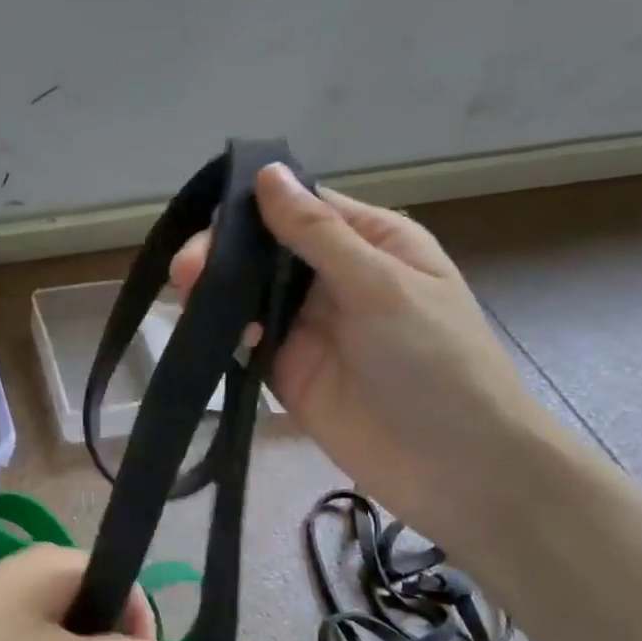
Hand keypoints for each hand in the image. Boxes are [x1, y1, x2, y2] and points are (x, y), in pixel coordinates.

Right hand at [170, 164, 555, 543]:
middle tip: (186, 272)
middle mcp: (334, 279)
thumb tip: (268, 173)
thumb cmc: (435, 361)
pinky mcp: (285, 371)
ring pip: (247, 295)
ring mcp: (307, 328)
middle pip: (264, 252)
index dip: (254, 208)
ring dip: (216, 292)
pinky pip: (245, 342)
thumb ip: (318, 235)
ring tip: (187, 297)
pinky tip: (218, 335)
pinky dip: (226, 334)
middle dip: (223, 254)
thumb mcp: (382, 285)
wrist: (455, 467)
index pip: (301, 209)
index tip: (210, 218)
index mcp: (369, 243)